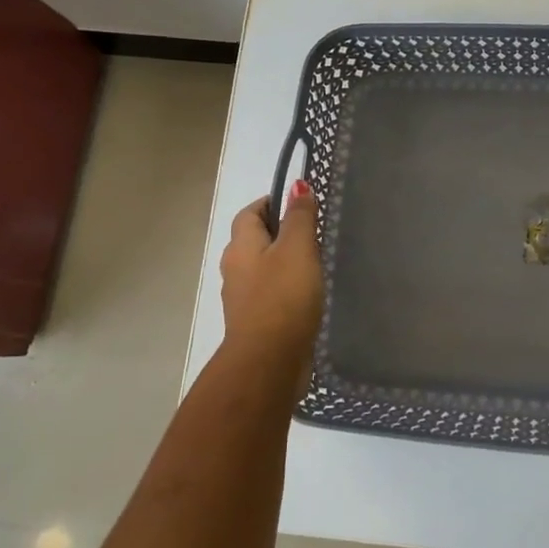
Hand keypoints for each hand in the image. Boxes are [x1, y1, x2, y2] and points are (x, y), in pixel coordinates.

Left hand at [220, 182, 324, 388]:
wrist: (268, 362)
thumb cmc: (283, 297)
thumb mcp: (297, 249)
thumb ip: (299, 217)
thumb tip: (297, 185)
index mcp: (241, 246)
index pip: (249, 213)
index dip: (271, 203)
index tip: (299, 204)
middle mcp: (234, 269)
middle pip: (253, 240)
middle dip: (278, 233)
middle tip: (312, 232)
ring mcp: (242, 299)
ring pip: (261, 269)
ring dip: (281, 263)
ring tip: (314, 264)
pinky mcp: (255, 323)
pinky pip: (268, 295)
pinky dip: (284, 290)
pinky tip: (306, 296)